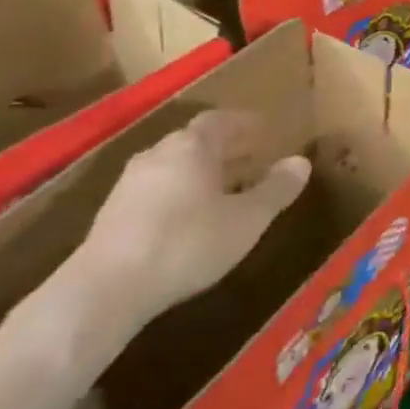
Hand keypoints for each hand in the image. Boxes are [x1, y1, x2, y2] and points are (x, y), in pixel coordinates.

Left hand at [63, 112, 310, 345]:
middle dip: (227, 147)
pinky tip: (191, 216)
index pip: (221, 121)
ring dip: (203, 171)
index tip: (265, 131)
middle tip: (252, 158)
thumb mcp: (247, 219)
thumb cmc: (189, 243)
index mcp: (193, 147)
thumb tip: (301, 161)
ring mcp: (131, 182)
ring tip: (226, 189)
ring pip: (176, 166)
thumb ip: (276, 189)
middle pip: (196, 141)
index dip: (245, 124)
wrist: (108, 287)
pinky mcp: (113, 213)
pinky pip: (158, 188)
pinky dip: (182, 191)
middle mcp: (160, 154)